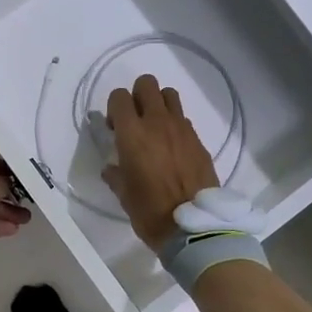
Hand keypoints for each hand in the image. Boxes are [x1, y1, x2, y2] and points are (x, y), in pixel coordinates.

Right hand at [102, 74, 219, 252]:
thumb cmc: (150, 211)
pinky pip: (184, 119)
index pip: (119, 96)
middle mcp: (157, 122)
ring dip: (159, 104)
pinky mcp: (199, 140)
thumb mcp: (123, 194)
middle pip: (147, 84)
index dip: (114, 108)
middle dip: (137, 96)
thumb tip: (112, 167)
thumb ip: (115, 174)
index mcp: (133, 133)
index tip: (114, 128)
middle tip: (135, 121)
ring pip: (170, 95)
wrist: (194, 227)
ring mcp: (182, 129)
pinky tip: (173, 149)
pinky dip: (175, 125)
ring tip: (156, 129)